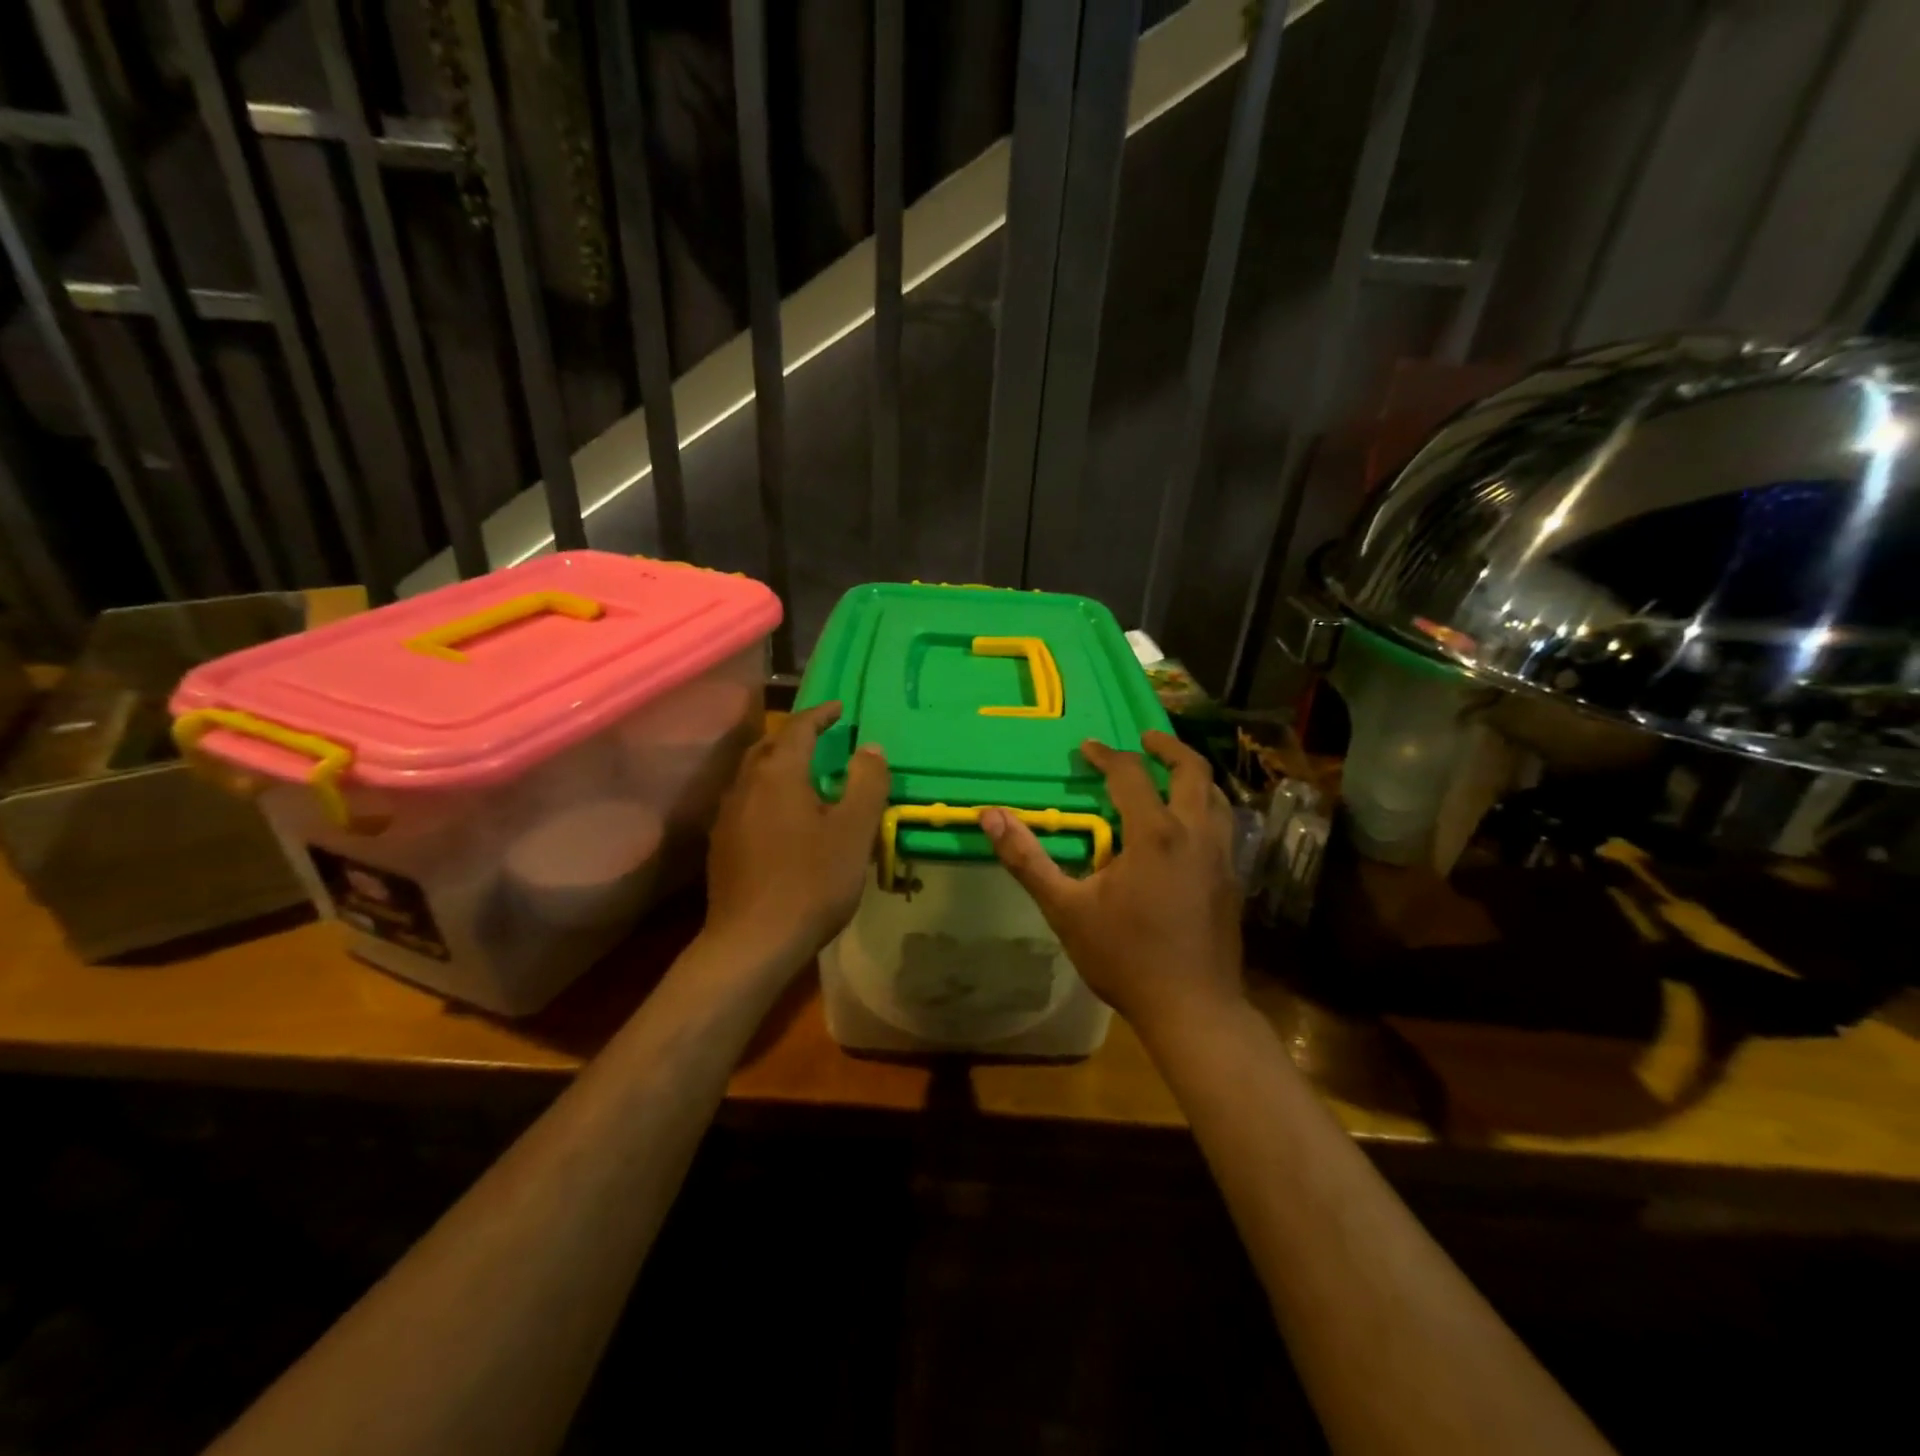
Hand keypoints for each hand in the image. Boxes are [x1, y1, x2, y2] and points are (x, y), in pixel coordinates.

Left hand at [703, 702, 889, 968]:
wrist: (752, 942)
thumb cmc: (811, 881)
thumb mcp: (854, 831)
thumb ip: (866, 783)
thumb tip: (870, 748)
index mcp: (778, 774)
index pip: (798, 728)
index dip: (820, 715)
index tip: (840, 709)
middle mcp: (746, 785)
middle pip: (769, 747)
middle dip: (795, 736)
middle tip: (821, 738)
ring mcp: (728, 816)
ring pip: (754, 775)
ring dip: (779, 765)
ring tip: (804, 775)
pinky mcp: (721, 846)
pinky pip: (747, 802)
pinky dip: (767, 794)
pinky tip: (781, 817)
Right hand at [981, 731, 1242, 1033]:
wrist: (1193, 1009)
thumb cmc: (1125, 958)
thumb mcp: (1066, 909)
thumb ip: (1028, 860)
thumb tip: (991, 816)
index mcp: (1156, 834)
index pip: (1131, 775)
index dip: (1107, 755)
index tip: (1087, 748)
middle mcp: (1196, 835)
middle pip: (1193, 771)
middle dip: (1167, 747)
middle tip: (1144, 739)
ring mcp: (1222, 857)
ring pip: (1216, 797)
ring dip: (1192, 776)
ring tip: (1168, 774)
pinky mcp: (1233, 880)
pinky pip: (1223, 826)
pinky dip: (1205, 807)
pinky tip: (1187, 827)